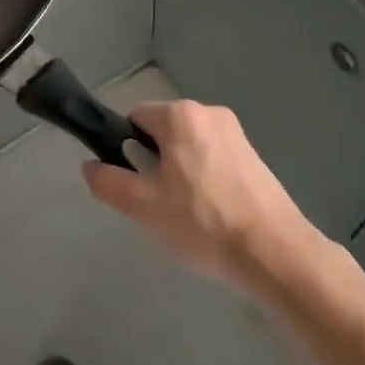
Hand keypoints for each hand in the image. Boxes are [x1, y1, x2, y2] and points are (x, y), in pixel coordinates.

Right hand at [83, 100, 321, 294]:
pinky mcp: (254, 155)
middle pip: (163, 131)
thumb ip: (109, 182)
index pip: (135, 117)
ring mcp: (235, 132)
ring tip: (188, 215)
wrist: (274, 253)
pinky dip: (206, 178)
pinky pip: (213, 157)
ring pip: (189, 146)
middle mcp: (208, 112)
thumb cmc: (203, 223)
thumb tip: (89, 166)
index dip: (126, 148)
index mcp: (180, 115)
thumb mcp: (144, 207)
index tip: (134, 182)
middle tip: (158, 204)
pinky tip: (213, 214)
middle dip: (155, 162)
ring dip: (180, 171)